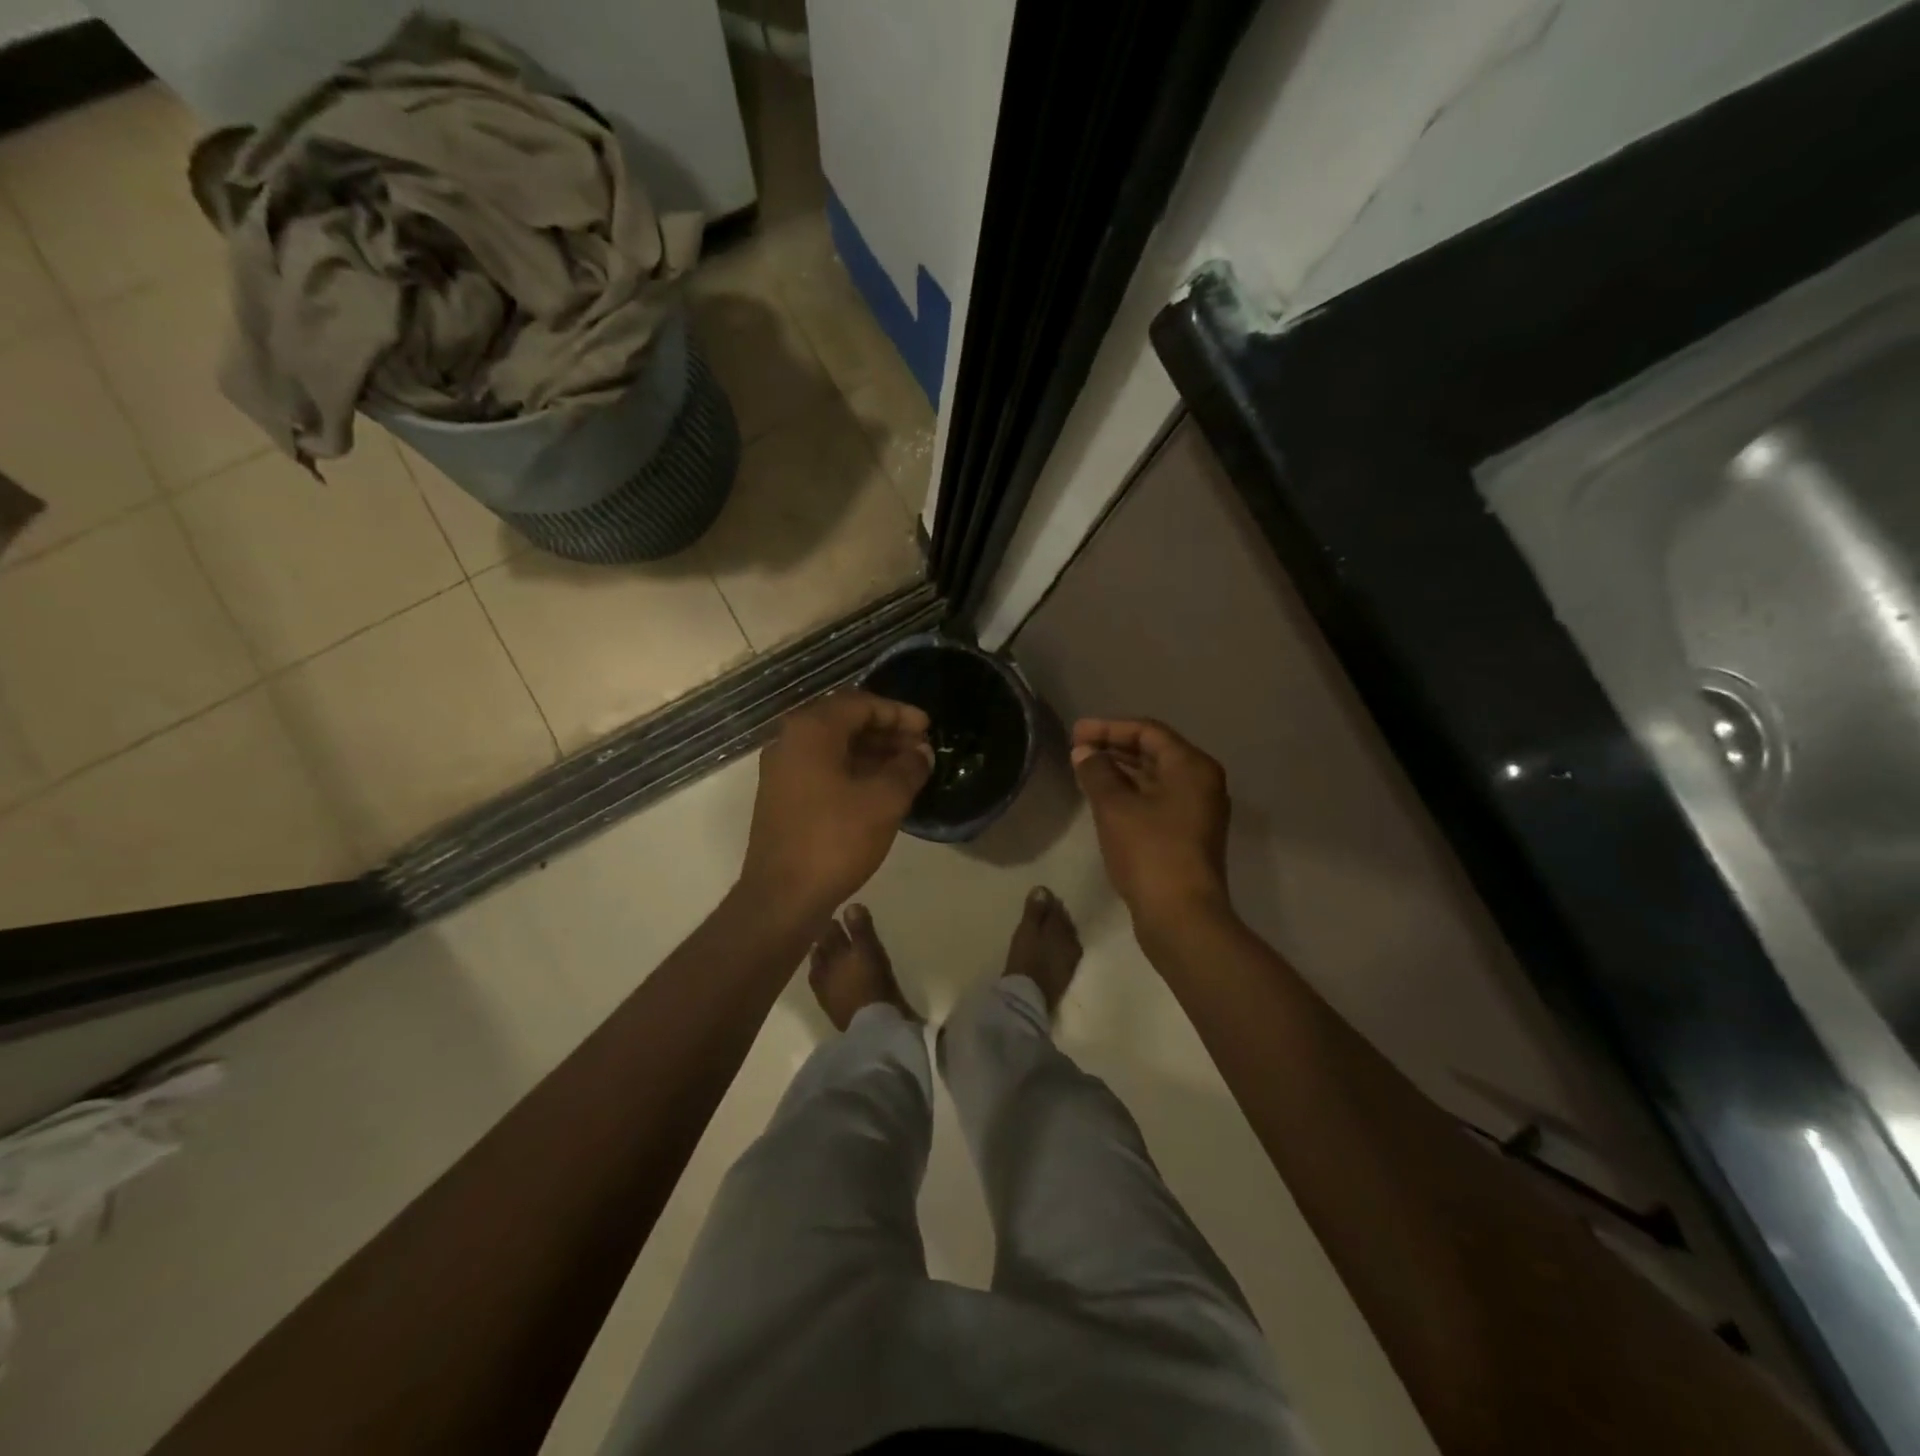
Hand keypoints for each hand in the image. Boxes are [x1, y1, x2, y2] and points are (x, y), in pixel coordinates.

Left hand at [739, 691, 932, 922]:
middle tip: (921, 748)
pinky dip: (854, 770)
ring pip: (834, 747)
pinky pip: (824, 769)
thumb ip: (908, 768)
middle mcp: (790, 741)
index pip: (860, 704)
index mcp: (811, 731)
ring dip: (872, 752)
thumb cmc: (835, 840)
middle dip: (886, 731)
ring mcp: (782, 770)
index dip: (898, 713)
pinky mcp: (783, 797)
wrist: (782, 897)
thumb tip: (921, 752)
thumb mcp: (884, 801)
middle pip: (845, 721)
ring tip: (908, 769)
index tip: (928, 729)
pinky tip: (881, 789)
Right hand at [1071, 718, 1232, 929]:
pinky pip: (1157, 800)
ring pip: (1155, 778)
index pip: (1148, 732)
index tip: (1076, 733)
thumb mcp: (1115, 807)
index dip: (1109, 728)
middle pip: (1154, 752)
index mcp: (1192, 767)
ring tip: (1084, 770)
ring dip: (1120, 771)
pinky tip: (1103, 799)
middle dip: (1114, 747)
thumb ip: (1097, 772)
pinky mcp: (1188, 835)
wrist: (1181, 917)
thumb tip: (1084, 752)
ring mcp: (1197, 811)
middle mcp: (1201, 783)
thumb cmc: (1150, 852)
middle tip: (1077, 748)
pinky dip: (1130, 793)